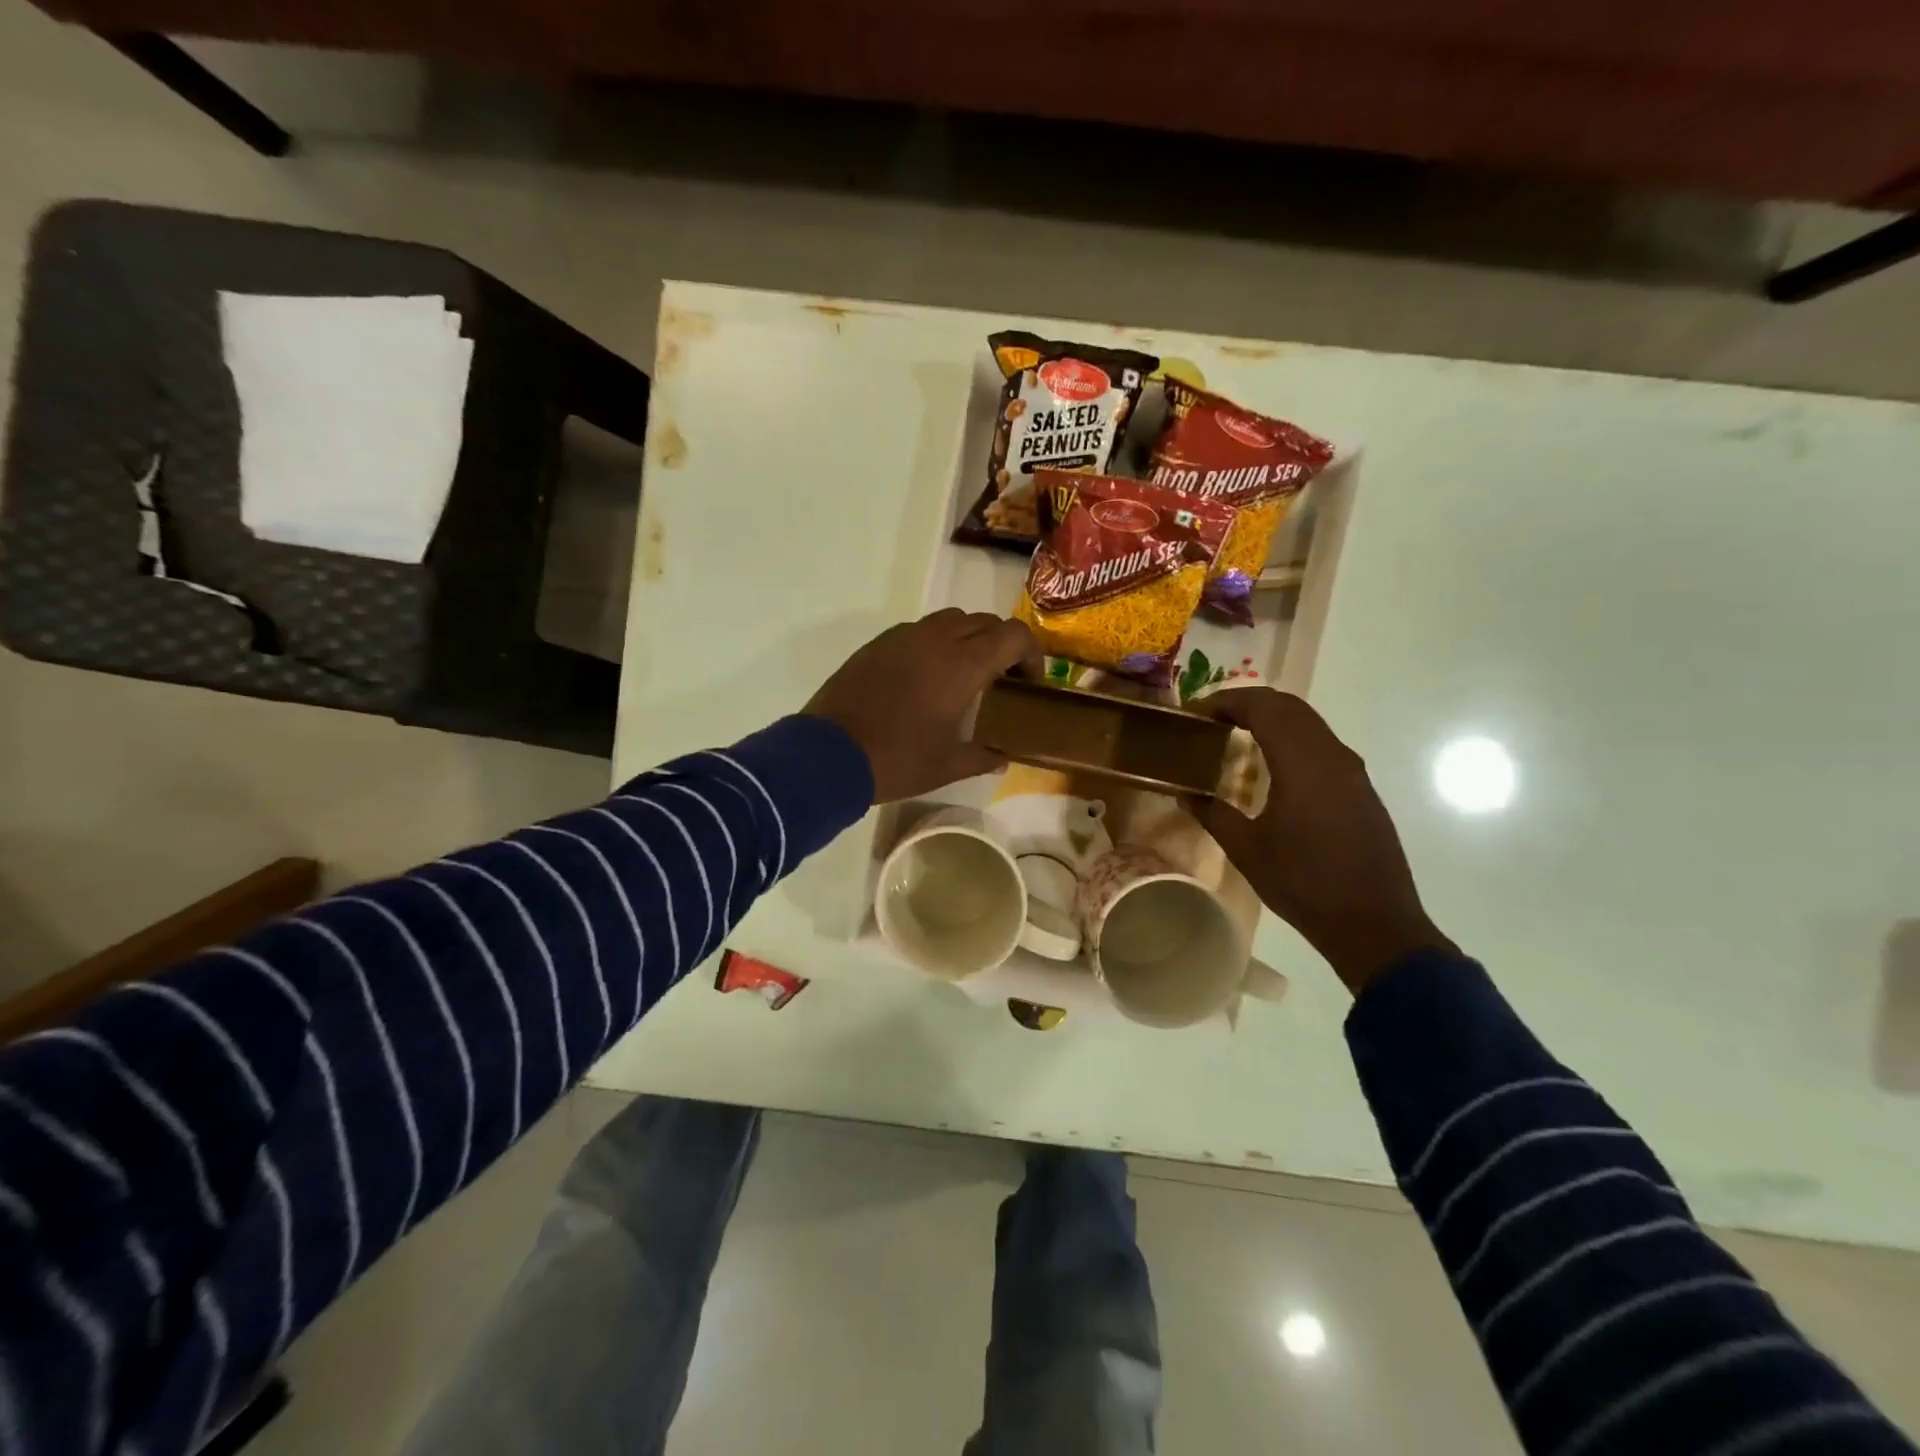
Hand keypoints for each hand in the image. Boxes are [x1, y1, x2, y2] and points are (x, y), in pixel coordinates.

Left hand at [805, 610, 1042, 802]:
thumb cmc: (898, 760)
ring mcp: (903, 637)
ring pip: (950, 620)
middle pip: (985, 622)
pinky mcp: (878, 644)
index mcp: (963, 664)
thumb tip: (1002, 759)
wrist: (829, 754)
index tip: (1030, 682)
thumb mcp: (948, 766)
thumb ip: (983, 757)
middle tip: (1002, 679)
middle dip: (1002, 644)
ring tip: (965, 673)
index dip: (1031, 653)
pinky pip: (919, 630)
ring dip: (969, 638)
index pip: (1014, 635)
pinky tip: (927, 675)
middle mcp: (937, 639)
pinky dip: (936, 642)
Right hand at [1193, 688, 1454, 994]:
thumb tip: (1184, 793)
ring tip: (1237, 735)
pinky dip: (1292, 738)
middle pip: (1290, 706)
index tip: (1196, 712)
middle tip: (1212, 718)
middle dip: (1249, 702)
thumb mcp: (1247, 850)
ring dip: (1273, 718)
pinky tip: (1272, 765)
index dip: (1227, 701)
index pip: (1264, 708)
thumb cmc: (1303, 884)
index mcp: (1302, 763)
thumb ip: (1213, 813)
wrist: (1374, 923)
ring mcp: (1352, 771)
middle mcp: (1332, 755)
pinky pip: (1322, 744)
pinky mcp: (1360, 788)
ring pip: (1310, 723)